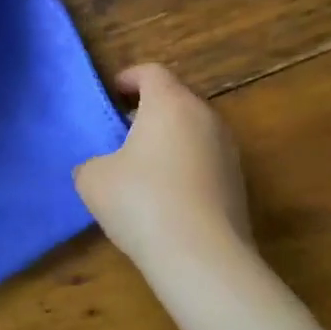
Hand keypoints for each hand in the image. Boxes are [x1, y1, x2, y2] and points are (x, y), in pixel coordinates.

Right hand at [74, 64, 251, 263]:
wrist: (202, 257)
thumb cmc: (141, 202)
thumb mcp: (92, 179)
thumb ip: (92, 162)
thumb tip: (102, 168)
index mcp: (170, 103)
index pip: (151, 72)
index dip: (128, 78)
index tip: (111, 95)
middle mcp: (205, 117)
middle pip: (175, 100)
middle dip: (147, 111)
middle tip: (121, 134)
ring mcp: (228, 151)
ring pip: (192, 131)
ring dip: (168, 141)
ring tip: (141, 170)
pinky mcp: (238, 183)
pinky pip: (204, 161)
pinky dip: (185, 168)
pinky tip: (165, 200)